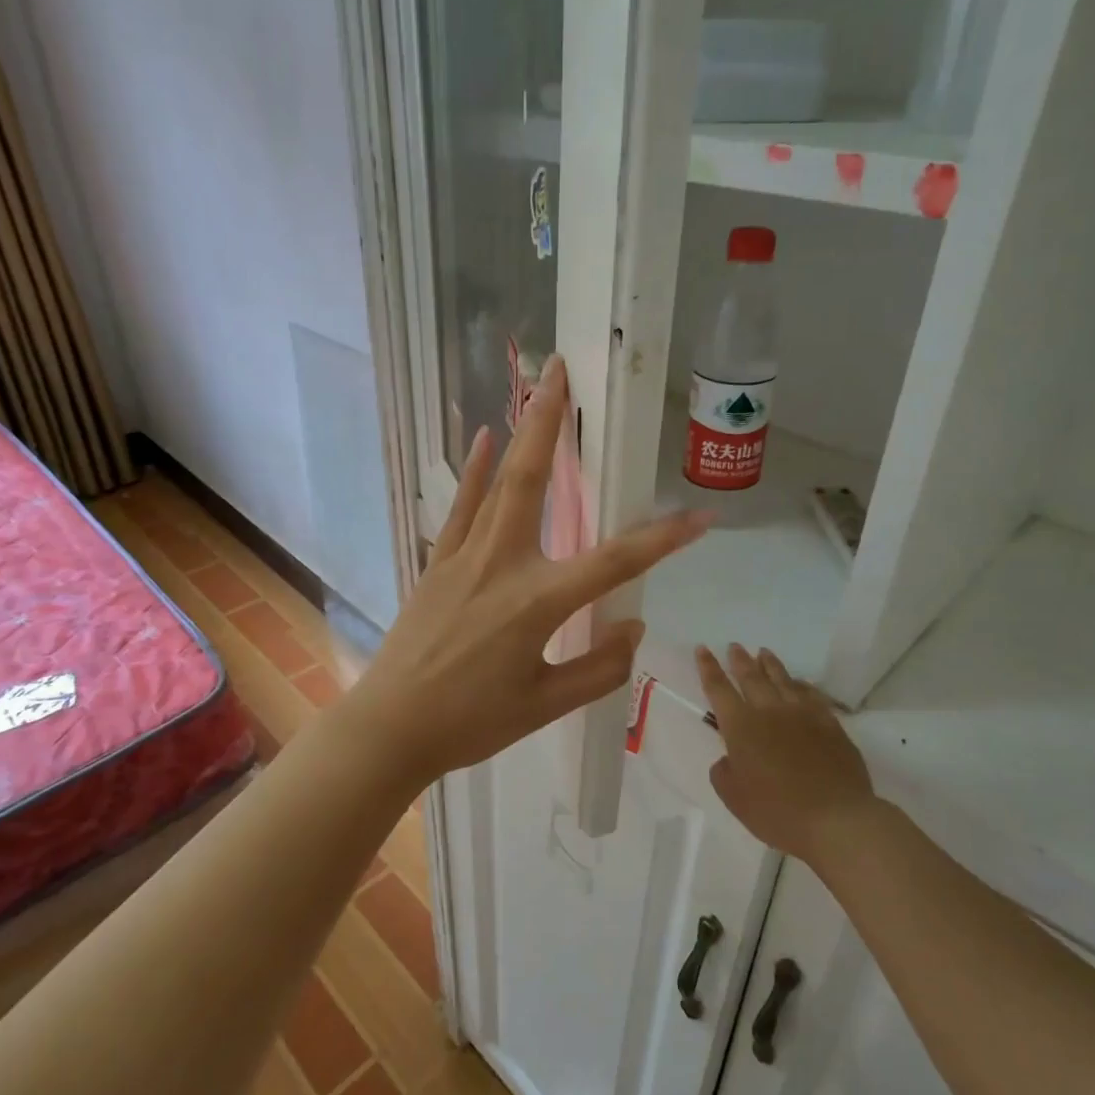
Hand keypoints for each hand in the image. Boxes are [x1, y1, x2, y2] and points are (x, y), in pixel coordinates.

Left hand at [351, 356, 713, 785]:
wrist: (392, 726)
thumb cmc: (472, 723)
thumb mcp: (545, 706)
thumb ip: (598, 668)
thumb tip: (633, 627)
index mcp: (537, 602)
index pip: (615, 561)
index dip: (663, 539)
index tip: (702, 516)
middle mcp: (503, 564)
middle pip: (534, 480)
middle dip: (552, 422)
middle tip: (562, 368)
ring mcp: (465, 558)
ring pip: (499, 482)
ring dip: (519, 431)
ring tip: (535, 385)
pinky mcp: (439, 563)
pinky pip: (462, 507)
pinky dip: (476, 472)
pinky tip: (485, 439)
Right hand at [695, 644, 873, 861]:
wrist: (837, 820)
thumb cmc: (777, 812)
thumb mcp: (734, 798)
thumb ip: (724, 772)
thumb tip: (729, 759)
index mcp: (740, 727)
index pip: (718, 688)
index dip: (708, 667)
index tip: (703, 649)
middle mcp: (769, 711)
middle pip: (751, 677)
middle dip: (739, 660)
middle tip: (734, 646)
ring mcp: (803, 715)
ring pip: (782, 680)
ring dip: (770, 664)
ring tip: (763, 652)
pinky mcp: (830, 724)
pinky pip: (812, 695)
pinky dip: (801, 685)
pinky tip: (799, 683)